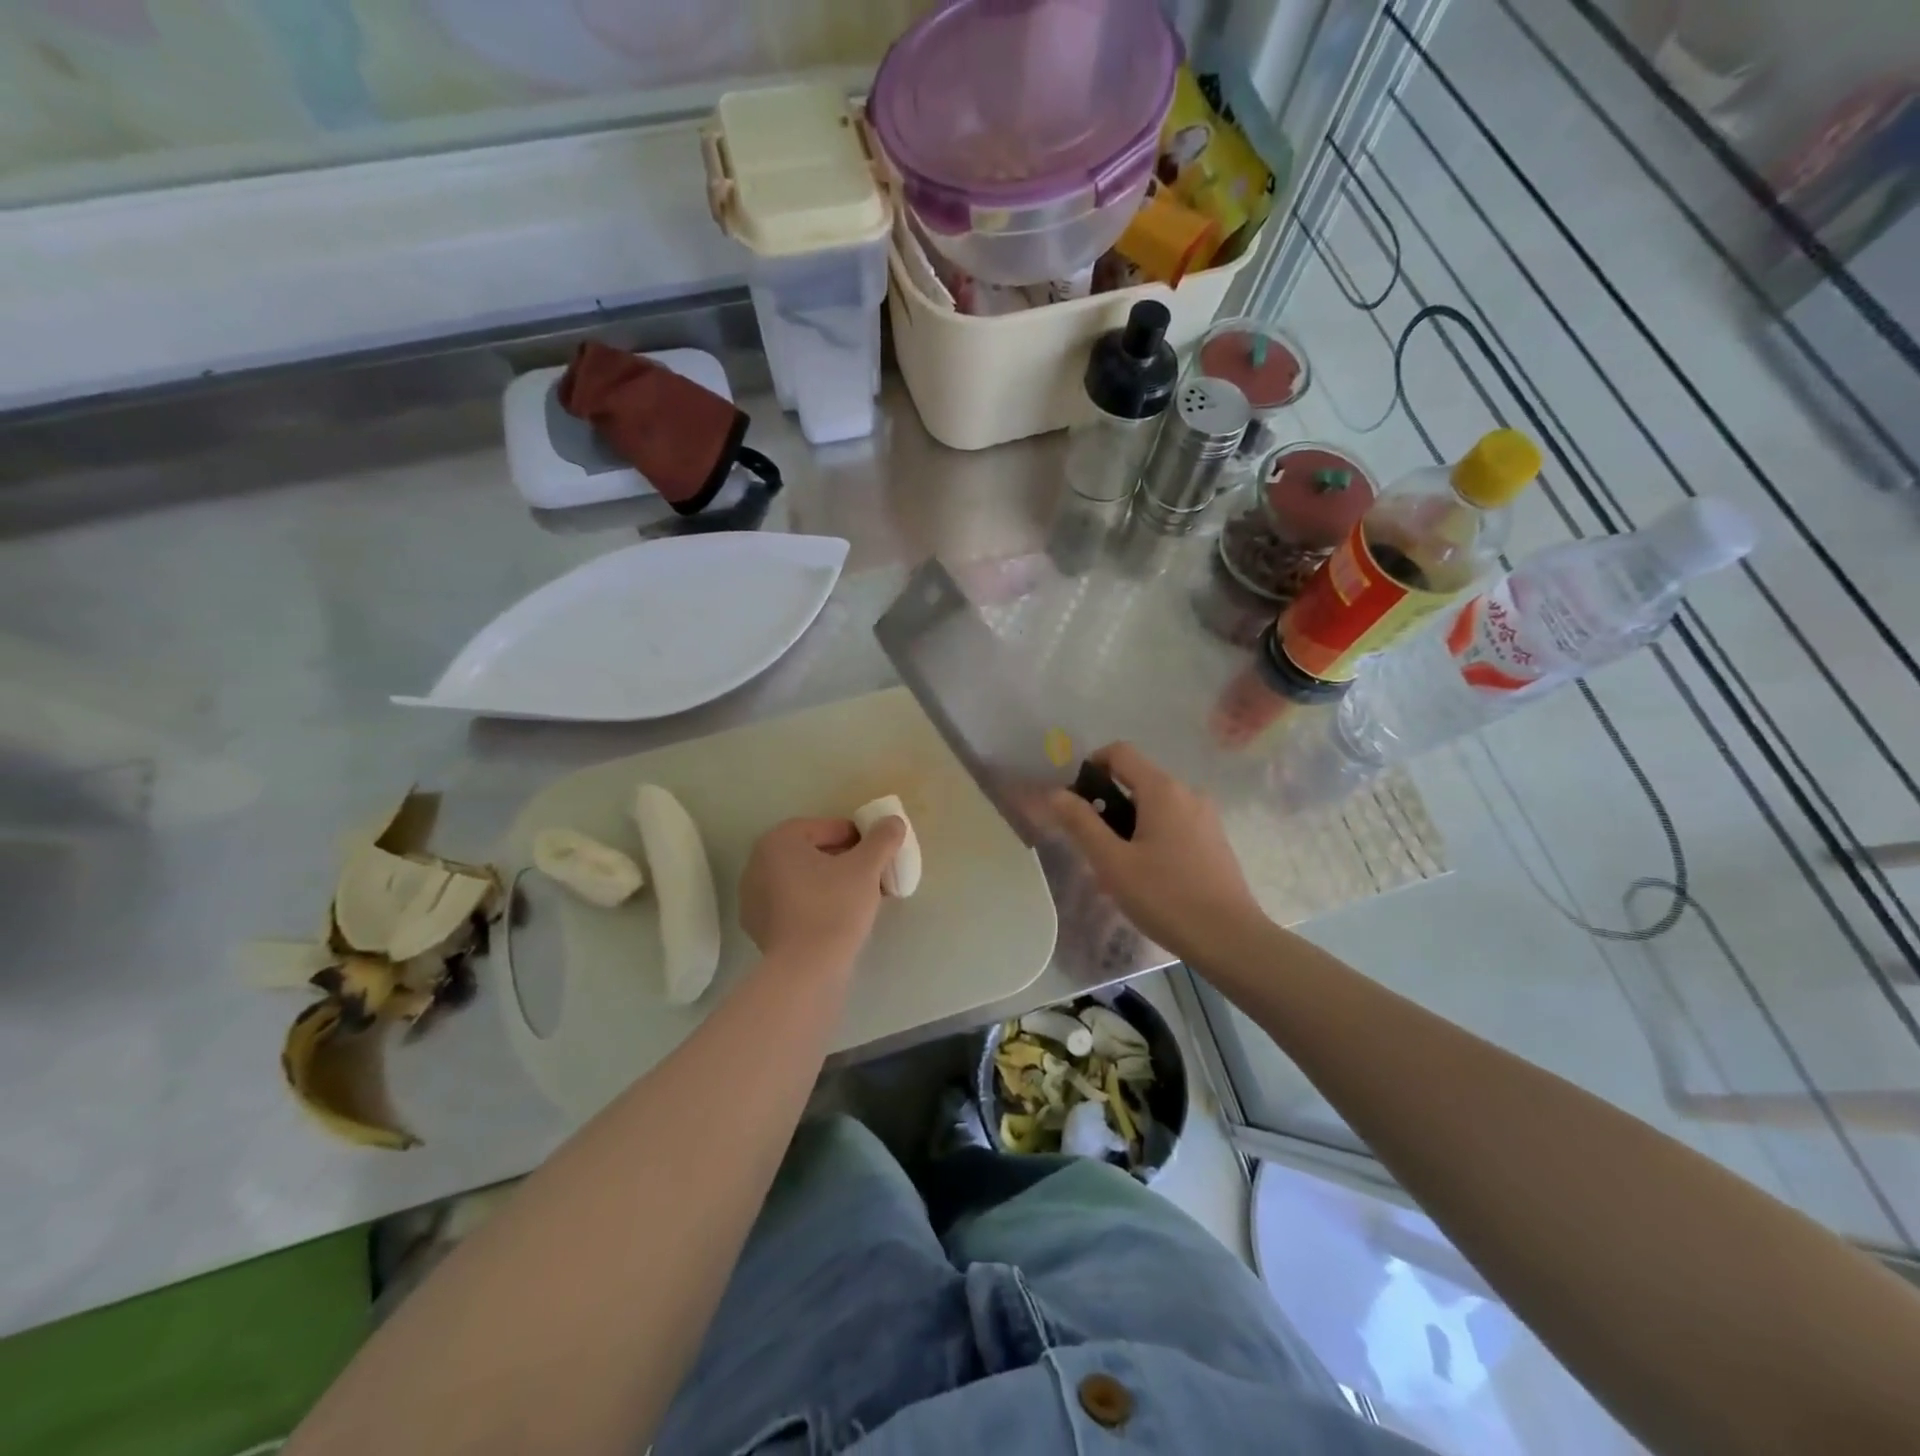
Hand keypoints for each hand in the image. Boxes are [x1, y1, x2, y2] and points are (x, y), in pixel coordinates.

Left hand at [738, 815, 906, 970]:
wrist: (806, 970)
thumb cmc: (834, 907)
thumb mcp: (866, 867)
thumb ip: (882, 839)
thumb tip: (893, 822)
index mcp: (777, 842)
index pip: (824, 827)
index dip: (855, 836)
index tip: (876, 852)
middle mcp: (757, 865)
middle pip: (810, 853)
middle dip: (843, 860)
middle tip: (871, 874)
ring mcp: (753, 899)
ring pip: (802, 880)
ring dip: (830, 883)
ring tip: (860, 898)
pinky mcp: (759, 929)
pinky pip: (793, 905)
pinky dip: (815, 905)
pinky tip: (838, 920)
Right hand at [1049, 743, 1261, 961]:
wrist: (1230, 939)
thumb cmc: (1166, 897)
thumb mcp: (1113, 862)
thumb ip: (1081, 823)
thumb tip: (1056, 793)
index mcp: (1162, 790)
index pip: (1120, 752)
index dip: (1091, 765)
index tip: (1075, 800)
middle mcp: (1188, 793)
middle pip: (1137, 781)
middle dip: (1108, 805)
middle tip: (1092, 847)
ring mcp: (1206, 816)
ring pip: (1155, 807)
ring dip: (1129, 826)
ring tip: (1117, 870)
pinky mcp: (1214, 840)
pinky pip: (1173, 825)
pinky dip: (1152, 838)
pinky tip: (1147, 878)